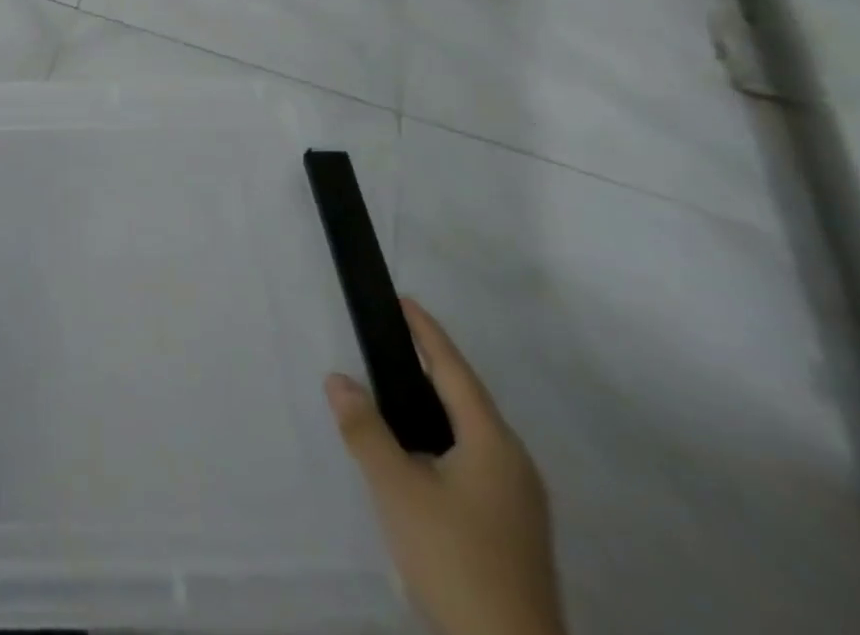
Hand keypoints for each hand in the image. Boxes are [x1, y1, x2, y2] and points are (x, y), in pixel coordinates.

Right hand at [326, 298, 563, 634]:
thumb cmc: (455, 559)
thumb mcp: (398, 490)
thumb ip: (365, 430)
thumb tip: (338, 378)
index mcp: (494, 444)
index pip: (455, 370)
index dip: (427, 333)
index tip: (403, 301)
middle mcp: (515, 464)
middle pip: (468, 398)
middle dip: (432, 365)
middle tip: (393, 338)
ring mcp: (520, 500)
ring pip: (473, 432)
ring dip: (438, 403)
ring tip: (398, 388)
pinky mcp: (515, 529)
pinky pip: (476, 459)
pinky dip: (445, 437)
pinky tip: (422, 453)